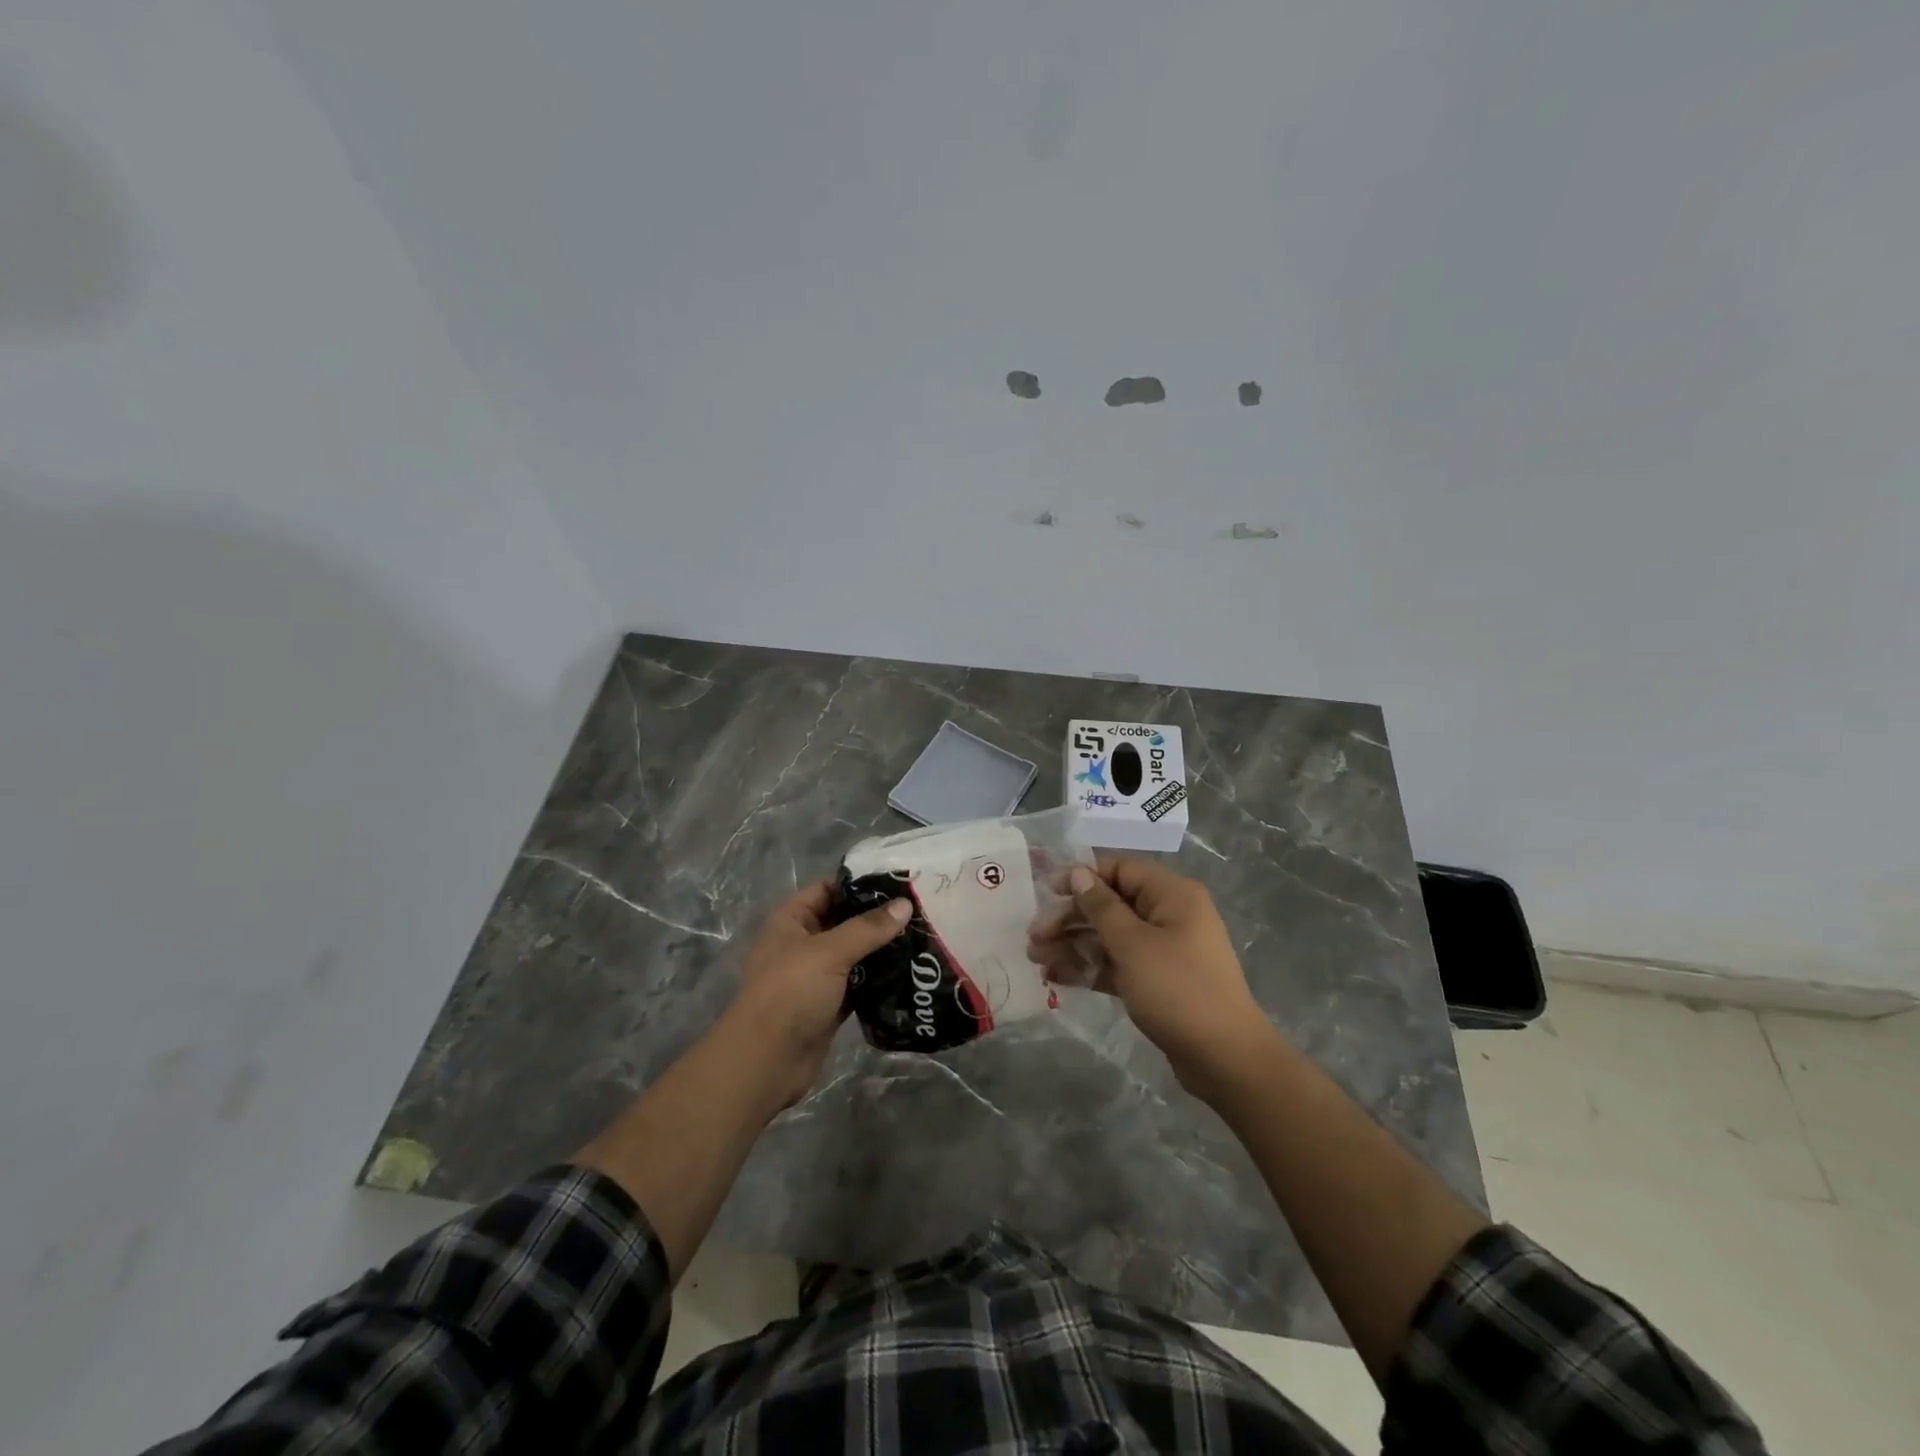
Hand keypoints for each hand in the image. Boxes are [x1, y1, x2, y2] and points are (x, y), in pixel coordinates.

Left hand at [722, 881, 910, 1106]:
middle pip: (845, 921)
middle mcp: (802, 943)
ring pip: (854, 954)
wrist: (765, 1062)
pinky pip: (858, 984)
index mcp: (791, 920)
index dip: (861, 884)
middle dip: (878, 918)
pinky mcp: (829, 1004)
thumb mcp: (829, 952)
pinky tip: (909, 972)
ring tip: (922, 936)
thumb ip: (868, 928)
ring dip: (882, 949)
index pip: (829, 889)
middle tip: (920, 909)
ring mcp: (815, 975)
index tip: (900, 881)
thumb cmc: (790, 993)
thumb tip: (905, 905)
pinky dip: (878, 980)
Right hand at [1030, 858, 1270, 1099]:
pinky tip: (1056, 978)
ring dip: (1073, 945)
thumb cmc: (1178, 990)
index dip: (1082, 877)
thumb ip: (1101, 907)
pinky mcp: (1157, 981)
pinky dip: (1090, 968)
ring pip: (1110, 937)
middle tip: (1034, 937)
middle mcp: (1168, 915)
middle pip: (1110, 905)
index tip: (1046, 893)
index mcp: (1171, 895)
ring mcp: (1163, 950)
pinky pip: (1118, 964)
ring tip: (1036, 961)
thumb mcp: (1133, 944)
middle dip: (1070, 918)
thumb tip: (1079, 873)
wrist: (1225, 1059)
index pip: (1119, 870)